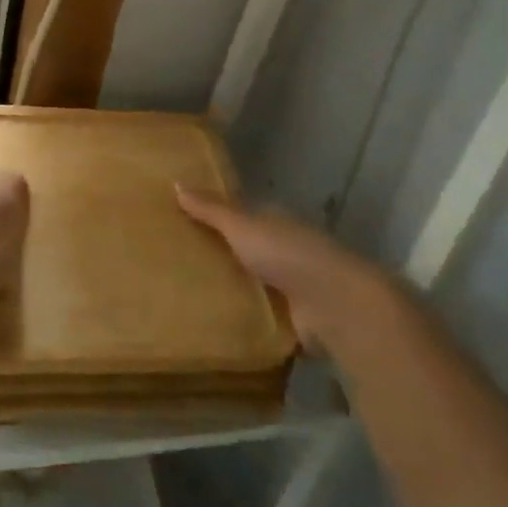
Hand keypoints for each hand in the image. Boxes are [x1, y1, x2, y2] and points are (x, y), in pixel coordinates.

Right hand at [175, 186, 386, 344]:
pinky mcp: (292, 319)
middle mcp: (283, 249)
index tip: (179, 221)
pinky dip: (242, 318)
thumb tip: (176, 183)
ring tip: (182, 295)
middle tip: (172, 261)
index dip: (213, 216)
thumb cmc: (287, 253)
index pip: (240, 215)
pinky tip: (211, 323)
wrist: (335, 304)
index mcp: (274, 221)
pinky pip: (258, 315)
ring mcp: (290, 286)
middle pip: (244, 249)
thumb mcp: (242, 225)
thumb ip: (211, 210)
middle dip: (218, 254)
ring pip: (251, 283)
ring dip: (230, 288)